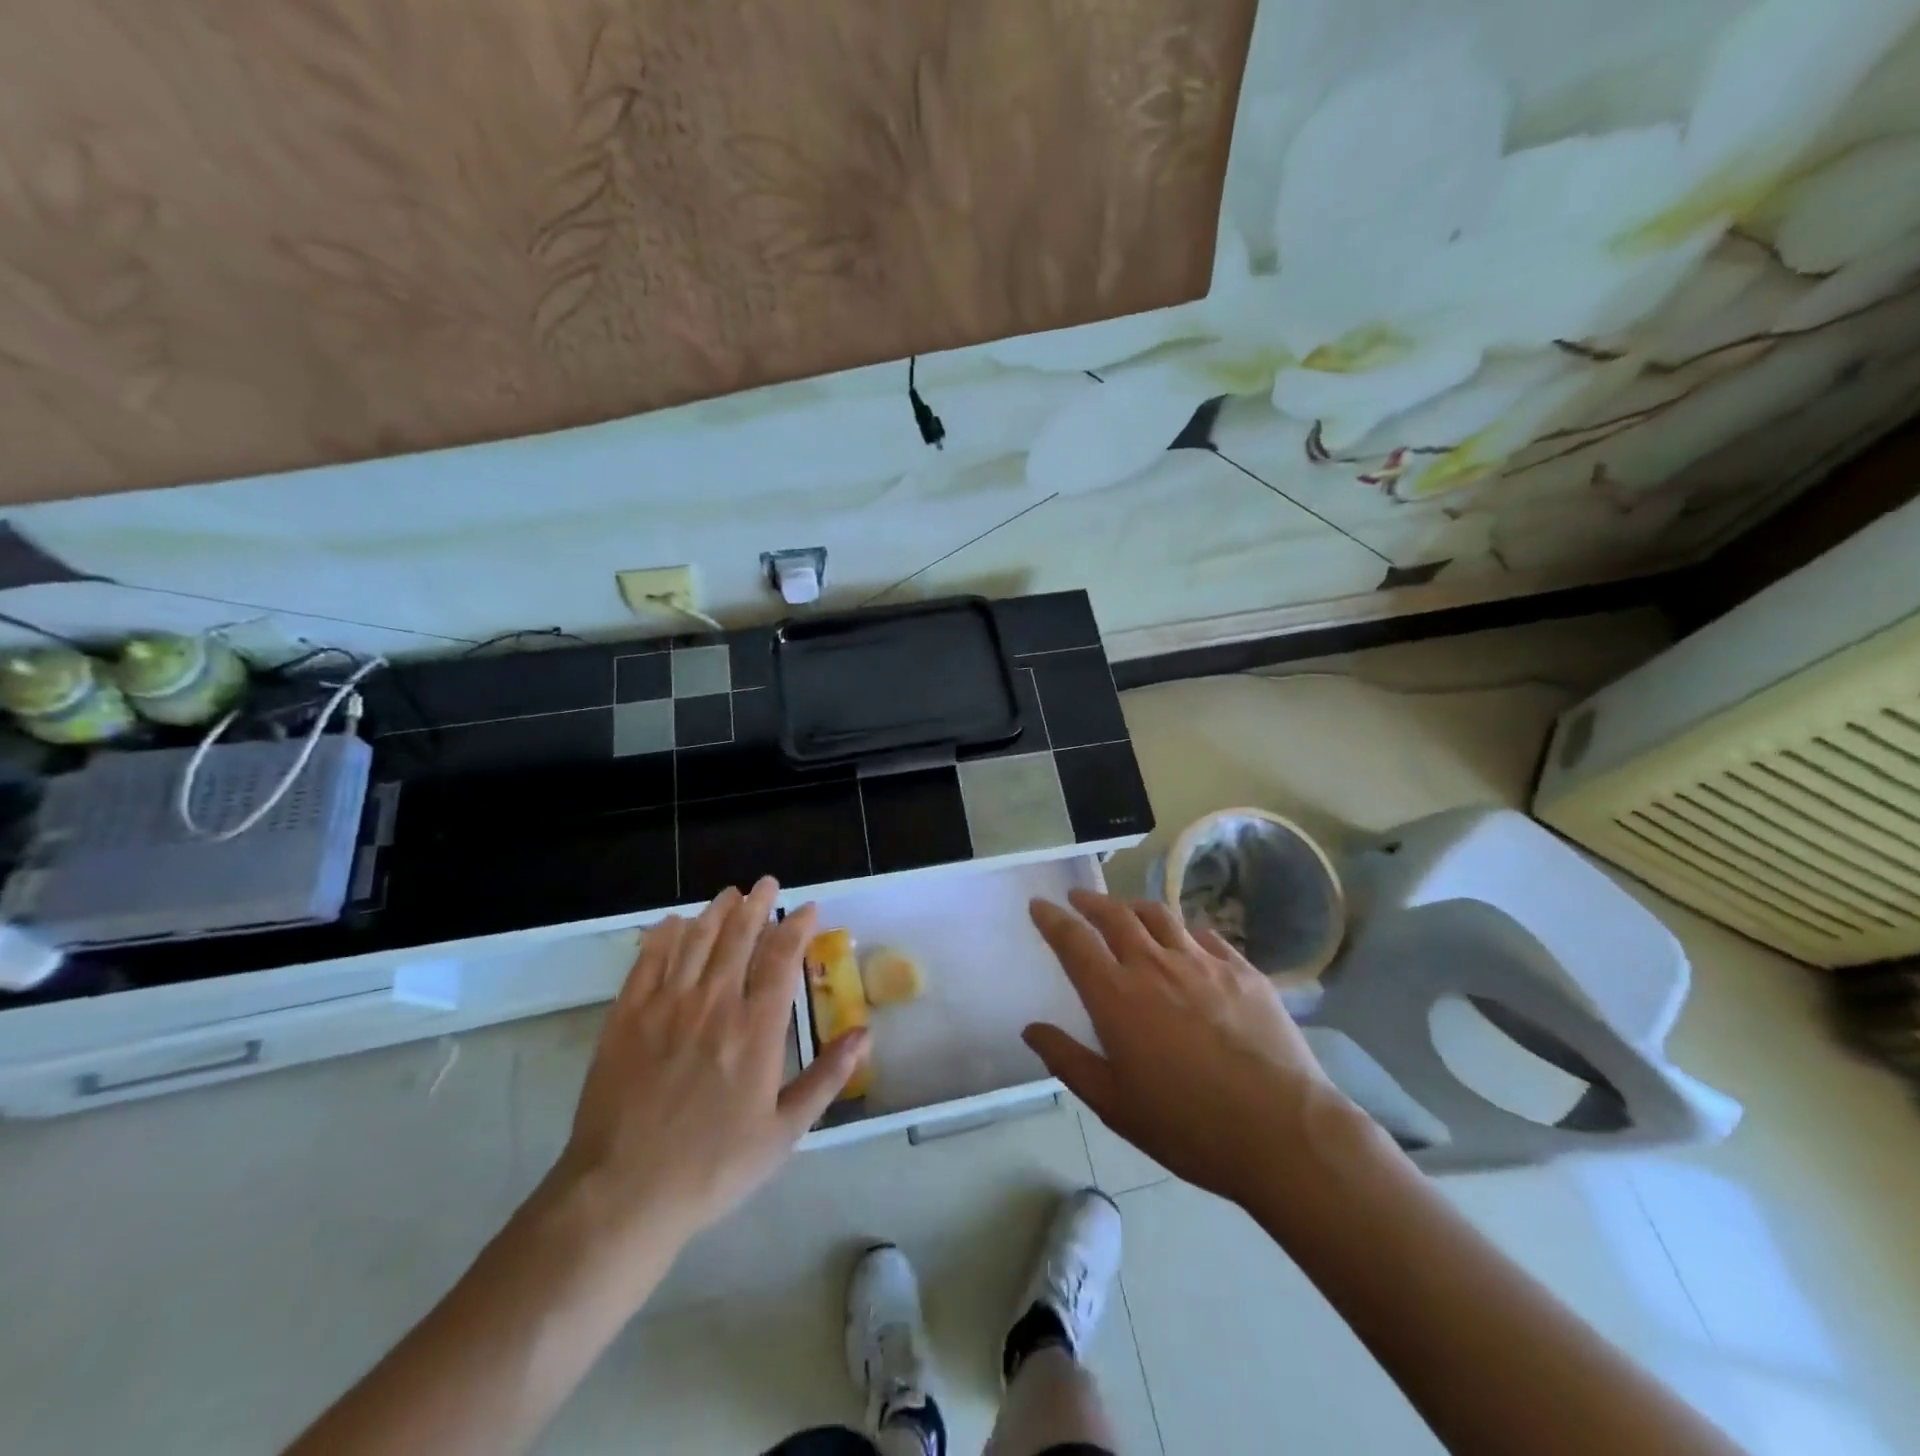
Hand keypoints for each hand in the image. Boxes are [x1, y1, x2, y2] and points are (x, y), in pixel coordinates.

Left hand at [547, 879, 868, 1274]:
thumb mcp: (783, 1132)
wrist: (623, 1194)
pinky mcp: (626, 1018)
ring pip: (696, 941)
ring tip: (729, 894)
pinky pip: (648, 962)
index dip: (796, 927)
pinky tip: (673, 923)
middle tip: (766, 883)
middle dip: (757, 905)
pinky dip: (663, 937)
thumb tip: (865, 1034)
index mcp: (756, 1030)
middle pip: (738, 937)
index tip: (807, 908)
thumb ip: (826, 1078)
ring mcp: (666, 1007)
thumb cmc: (713, 1167)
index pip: (782, 959)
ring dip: (716, 912)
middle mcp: (714, 1004)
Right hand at [1025, 889, 1344, 1210]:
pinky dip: (1183, 930)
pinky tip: (1185, 939)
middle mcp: (1155, 966)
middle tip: (1078, 898)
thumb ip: (1068, 1061)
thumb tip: (1031, 1028)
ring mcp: (1202, 963)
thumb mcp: (1114, 1105)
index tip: (1039, 904)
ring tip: (1125, 909)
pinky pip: (1204, 935)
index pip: (1074, 941)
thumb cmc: (1188, 1126)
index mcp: (1116, 996)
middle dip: (1091, 902)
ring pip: (1160, 916)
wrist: (1282, 1130)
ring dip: (1134, 906)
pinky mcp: (1242, 970)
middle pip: (1116, 916)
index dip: (1052, 919)